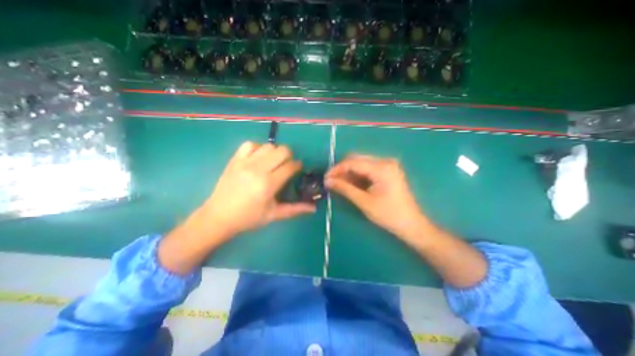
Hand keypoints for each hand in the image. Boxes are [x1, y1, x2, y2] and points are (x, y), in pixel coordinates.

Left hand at [198, 141, 314, 237]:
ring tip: (273, 162)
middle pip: (282, 151)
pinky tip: (258, 158)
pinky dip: (257, 148)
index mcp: (269, 184)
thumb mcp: (274, 215)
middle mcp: (258, 169)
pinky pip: (250, 144)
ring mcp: (245, 162)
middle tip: (286, 166)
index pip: (290, 166)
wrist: (218, 216)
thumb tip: (314, 208)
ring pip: (268, 146)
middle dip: (289, 156)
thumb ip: (295, 209)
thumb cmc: (249, 218)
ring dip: (275, 152)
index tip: (298, 169)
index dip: (297, 166)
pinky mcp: (235, 160)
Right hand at [328, 154, 431, 240]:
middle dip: (342, 170)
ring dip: (349, 173)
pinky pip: (367, 169)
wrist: (411, 224)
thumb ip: (345, 188)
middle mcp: (385, 161)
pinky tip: (350, 184)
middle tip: (331, 181)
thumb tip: (328, 181)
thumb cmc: (389, 215)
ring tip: (338, 184)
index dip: (337, 169)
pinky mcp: (387, 171)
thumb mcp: (364, 202)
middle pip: (357, 160)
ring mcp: (387, 165)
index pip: (353, 162)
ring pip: (361, 164)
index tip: (326, 178)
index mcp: (381, 168)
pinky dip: (357, 176)